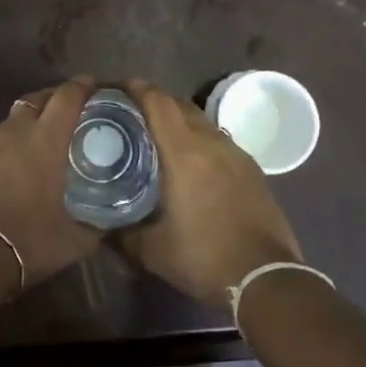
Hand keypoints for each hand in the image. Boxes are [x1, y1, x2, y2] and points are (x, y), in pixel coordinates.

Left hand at [0, 78, 101, 288]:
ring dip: (25, 126)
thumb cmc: (28, 242)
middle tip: (66, 114)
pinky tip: (4, 173)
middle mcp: (14, 132)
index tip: (93, 85)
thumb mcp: (75, 240)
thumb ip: (98, 224)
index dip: (82, 86)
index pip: (67, 97)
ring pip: (9, 123)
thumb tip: (112, 221)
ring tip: (34, 146)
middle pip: (36, 100)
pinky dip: (0, 152)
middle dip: (53, 100)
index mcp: (46, 141)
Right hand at [115, 80, 304, 311]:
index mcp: (184, 152)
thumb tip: (98, 224)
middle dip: (153, 100)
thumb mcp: (151, 251)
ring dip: (177, 118)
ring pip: (200, 120)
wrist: (267, 278)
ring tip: (155, 134)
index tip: (114, 88)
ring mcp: (236, 153)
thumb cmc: (204, 258)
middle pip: (179, 103)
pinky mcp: (251, 168)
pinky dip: (197, 137)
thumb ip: (121, 233)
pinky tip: (188, 160)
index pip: (158, 101)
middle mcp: (211, 142)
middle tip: (128, 112)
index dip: (135, 88)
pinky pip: (217, 138)